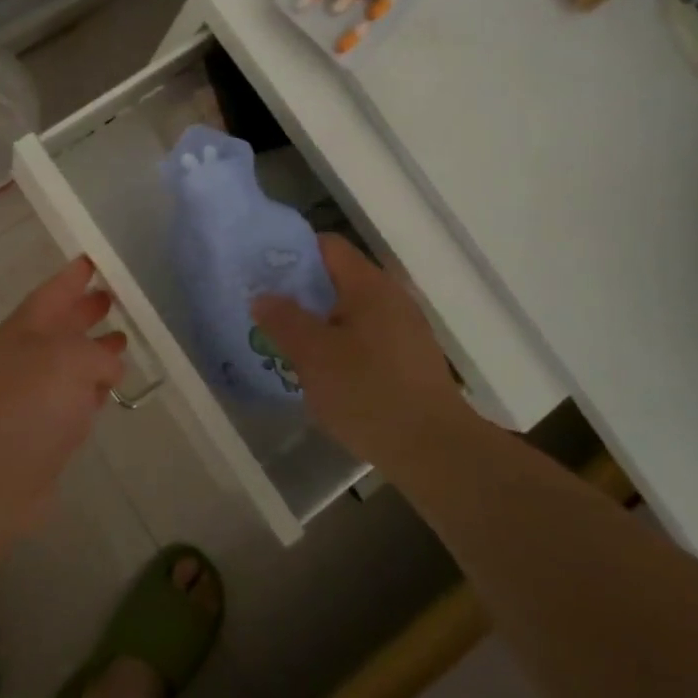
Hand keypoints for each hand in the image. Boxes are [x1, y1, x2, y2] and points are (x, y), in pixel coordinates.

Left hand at [0, 255, 125, 540]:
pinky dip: (91, 389)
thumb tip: (109, 365)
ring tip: (124, 340)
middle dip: (86, 311)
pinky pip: (73, 398)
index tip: (95, 260)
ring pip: (69, 363)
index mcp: (23, 330)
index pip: (52, 292)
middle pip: (60, 326)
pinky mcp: (43, 430)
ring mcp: (32, 395)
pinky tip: (110, 388)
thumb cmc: (27, 404)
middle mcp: (25, 357)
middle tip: (116, 297)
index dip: (73, 276)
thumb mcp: (69, 360)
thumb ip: (97, 353)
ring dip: (94, 351)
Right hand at [251, 235, 466, 472]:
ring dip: (318, 322)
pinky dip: (339, 344)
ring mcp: (404, 329)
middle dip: (299, 292)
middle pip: (337, 278)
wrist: (436, 452)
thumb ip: (283, 320)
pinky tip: (321, 371)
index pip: (326, 245)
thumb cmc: (368, 392)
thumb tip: (263, 296)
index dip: (291, 252)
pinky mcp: (409, 360)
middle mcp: (391, 297)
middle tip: (266, 310)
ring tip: (286, 342)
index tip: (261, 271)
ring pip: (349, 311)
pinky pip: (364, 337)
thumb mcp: (313, 355)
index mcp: (369, 285)